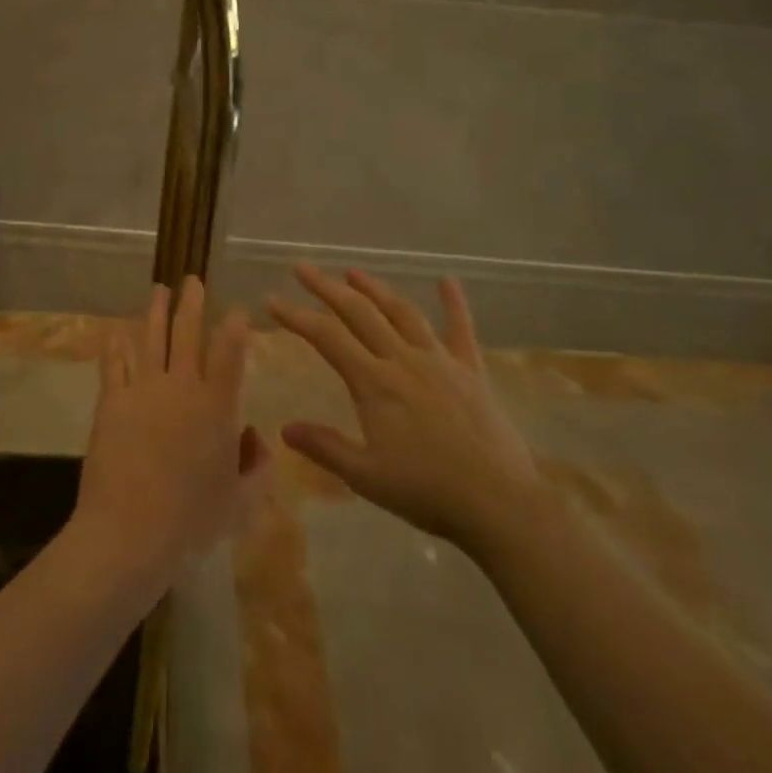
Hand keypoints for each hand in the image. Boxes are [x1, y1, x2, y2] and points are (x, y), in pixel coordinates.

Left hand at [67, 279, 271, 595]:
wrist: (129, 533)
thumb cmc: (191, 521)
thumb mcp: (241, 503)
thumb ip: (257, 467)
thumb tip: (255, 438)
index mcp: (217, 406)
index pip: (230, 352)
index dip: (235, 325)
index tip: (236, 309)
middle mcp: (181, 387)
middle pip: (188, 332)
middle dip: (192, 302)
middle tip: (193, 280)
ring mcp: (143, 390)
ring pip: (151, 337)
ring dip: (156, 311)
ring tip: (159, 289)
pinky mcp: (112, 402)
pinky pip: (114, 363)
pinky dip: (116, 345)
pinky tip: (116, 332)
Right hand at [269, 265, 537, 550]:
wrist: (499, 503)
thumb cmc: (428, 492)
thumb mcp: (367, 477)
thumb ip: (326, 448)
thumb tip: (285, 428)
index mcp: (375, 383)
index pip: (326, 337)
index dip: (296, 316)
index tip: (272, 300)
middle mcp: (403, 360)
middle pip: (359, 312)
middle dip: (327, 287)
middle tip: (303, 269)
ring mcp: (440, 360)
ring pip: (401, 312)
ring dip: (375, 288)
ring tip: (353, 271)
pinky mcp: (471, 370)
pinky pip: (461, 329)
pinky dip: (454, 303)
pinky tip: (447, 280)